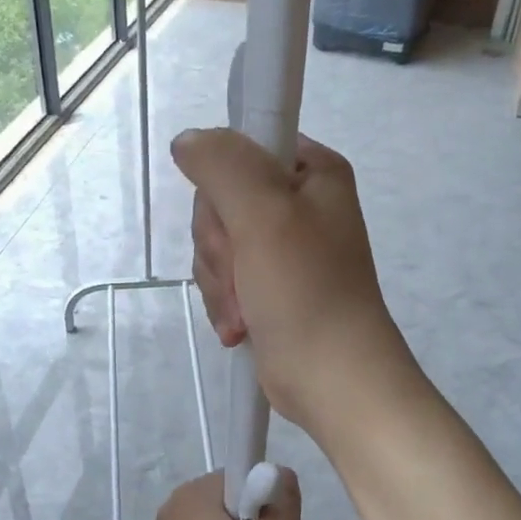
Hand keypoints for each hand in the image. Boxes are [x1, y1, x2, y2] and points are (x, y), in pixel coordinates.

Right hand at [171, 129, 411, 437]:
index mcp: (312, 173)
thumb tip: (188, 141)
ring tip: (246, 310)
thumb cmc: (305, 289)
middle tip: (243, 271)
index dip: (224, 186)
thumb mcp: (263, 214)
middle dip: (219, 245)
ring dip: (221, 282)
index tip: (233, 219)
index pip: (242, 149)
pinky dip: (226, 304)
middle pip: (221, 201)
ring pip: (216, 244)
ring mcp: (283, 249)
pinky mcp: (269, 287)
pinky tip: (241, 327)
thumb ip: (222, 165)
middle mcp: (299, 204)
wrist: (332, 378)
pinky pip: (225, 278)